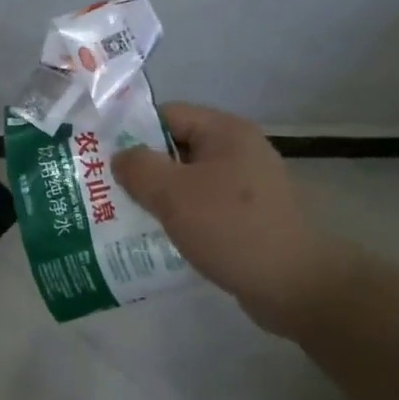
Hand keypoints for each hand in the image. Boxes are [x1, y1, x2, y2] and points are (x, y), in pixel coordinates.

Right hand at [110, 103, 359, 337]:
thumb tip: (122, 156)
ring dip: (159, 197)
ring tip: (124, 216)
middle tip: (107, 190)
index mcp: (226, 131)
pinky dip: (181, 218)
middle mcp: (239, 150)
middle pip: (177, 148)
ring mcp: (247, 186)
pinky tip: (158, 237)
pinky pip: (204, 207)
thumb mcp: (174, 194)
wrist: (295, 285)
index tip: (103, 158)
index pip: (168, 114)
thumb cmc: (232, 228)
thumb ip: (139, 168)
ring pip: (188, 181)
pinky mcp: (249, 217)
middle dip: (143, 169)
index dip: (133, 131)